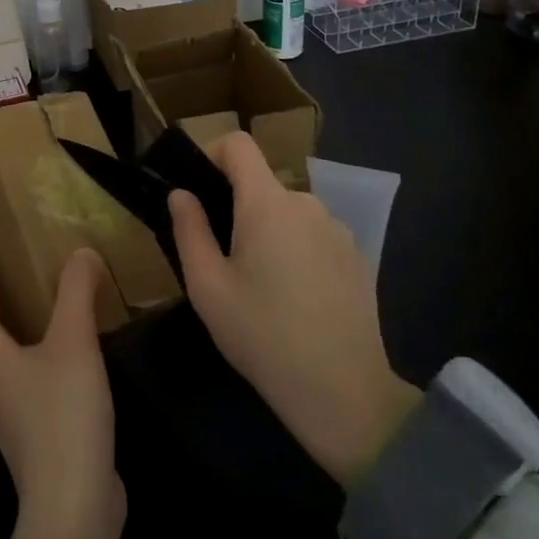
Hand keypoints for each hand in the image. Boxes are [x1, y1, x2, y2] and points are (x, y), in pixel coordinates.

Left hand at [0, 227, 124, 538]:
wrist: (73, 508)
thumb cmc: (63, 416)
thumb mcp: (75, 343)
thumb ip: (77, 292)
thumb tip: (81, 253)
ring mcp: (4, 427)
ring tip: (15, 351)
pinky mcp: (27, 451)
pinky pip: (8, 415)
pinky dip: (16, 397)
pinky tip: (46, 388)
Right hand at [168, 132, 419, 486]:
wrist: (345, 394)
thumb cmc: (263, 335)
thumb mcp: (207, 287)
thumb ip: (189, 230)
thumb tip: (181, 194)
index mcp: (267, 204)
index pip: (238, 144)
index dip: (212, 153)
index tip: (198, 189)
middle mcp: (306, 204)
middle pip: (262, 184)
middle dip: (237, 207)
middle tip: (222, 256)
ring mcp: (338, 230)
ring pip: (288, 212)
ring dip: (268, 230)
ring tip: (260, 284)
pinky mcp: (357, 258)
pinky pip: (314, 235)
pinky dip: (297, 250)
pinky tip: (295, 299)